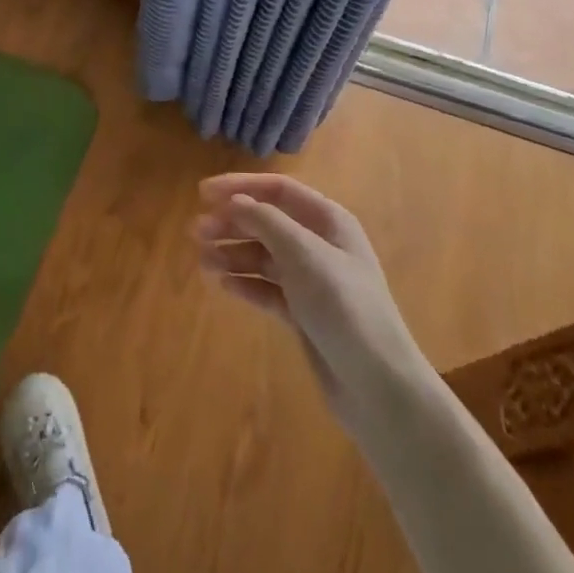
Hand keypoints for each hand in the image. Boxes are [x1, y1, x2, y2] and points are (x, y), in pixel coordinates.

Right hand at [194, 174, 423, 437]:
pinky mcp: (304, 314)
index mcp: (328, 221)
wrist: (377, 386)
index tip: (202, 193)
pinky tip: (225, 286)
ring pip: (264, 257)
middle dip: (231, 223)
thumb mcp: (304, 256)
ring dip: (233, 254)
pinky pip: (268, 289)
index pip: (278, 190)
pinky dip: (246, 284)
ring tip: (202, 261)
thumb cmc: (344, 307)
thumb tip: (235, 201)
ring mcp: (312, 281)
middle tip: (196, 232)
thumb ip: (267, 223)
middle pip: (267, 222)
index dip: (240, 187)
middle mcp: (320, 245)